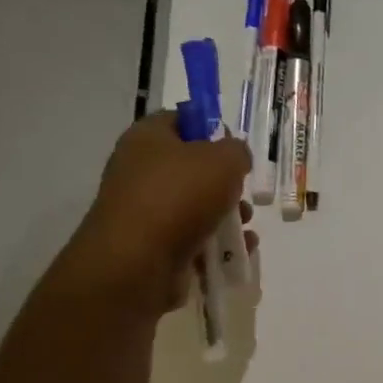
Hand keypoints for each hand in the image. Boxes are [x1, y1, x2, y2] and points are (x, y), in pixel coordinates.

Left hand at [55, 113, 254, 315]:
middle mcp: (140, 171)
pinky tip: (237, 253)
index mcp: (147, 138)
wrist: (138, 262)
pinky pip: (192, 239)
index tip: (234, 148)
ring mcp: (145, 211)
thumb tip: (234, 157)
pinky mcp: (153, 247)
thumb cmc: (179, 197)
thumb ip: (236, 151)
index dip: (209, 128)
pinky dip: (216, 246)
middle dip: (225, 182)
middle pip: (191, 168)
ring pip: (195, 207)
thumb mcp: (223, 160)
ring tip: (245, 227)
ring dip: (226, 216)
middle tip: (242, 192)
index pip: (179, 120)